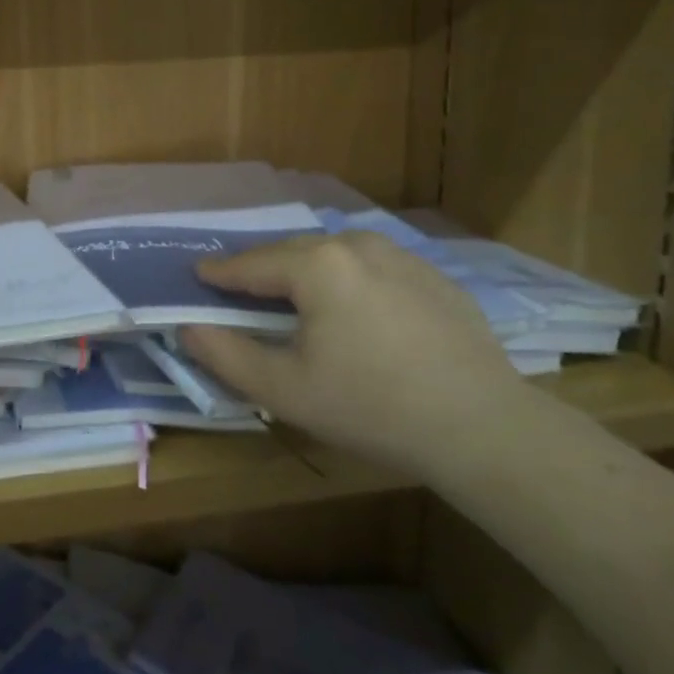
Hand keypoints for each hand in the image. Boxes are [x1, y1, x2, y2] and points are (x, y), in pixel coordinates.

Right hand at [179, 232, 520, 474]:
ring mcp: (401, 255)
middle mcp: (356, 244)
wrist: (485, 429)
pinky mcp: (434, 276)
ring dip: (308, 271)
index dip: (220, 273)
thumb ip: (225, 354)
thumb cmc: (372, 407)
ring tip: (297, 297)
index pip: (251, 264)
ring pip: (335, 255)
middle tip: (243, 290)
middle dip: (264, 269)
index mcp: (316, 264)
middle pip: (292, 252)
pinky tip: (356, 311)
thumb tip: (188, 328)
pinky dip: (350, 279)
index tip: (198, 274)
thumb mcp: (284, 389)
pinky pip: (374, 267)